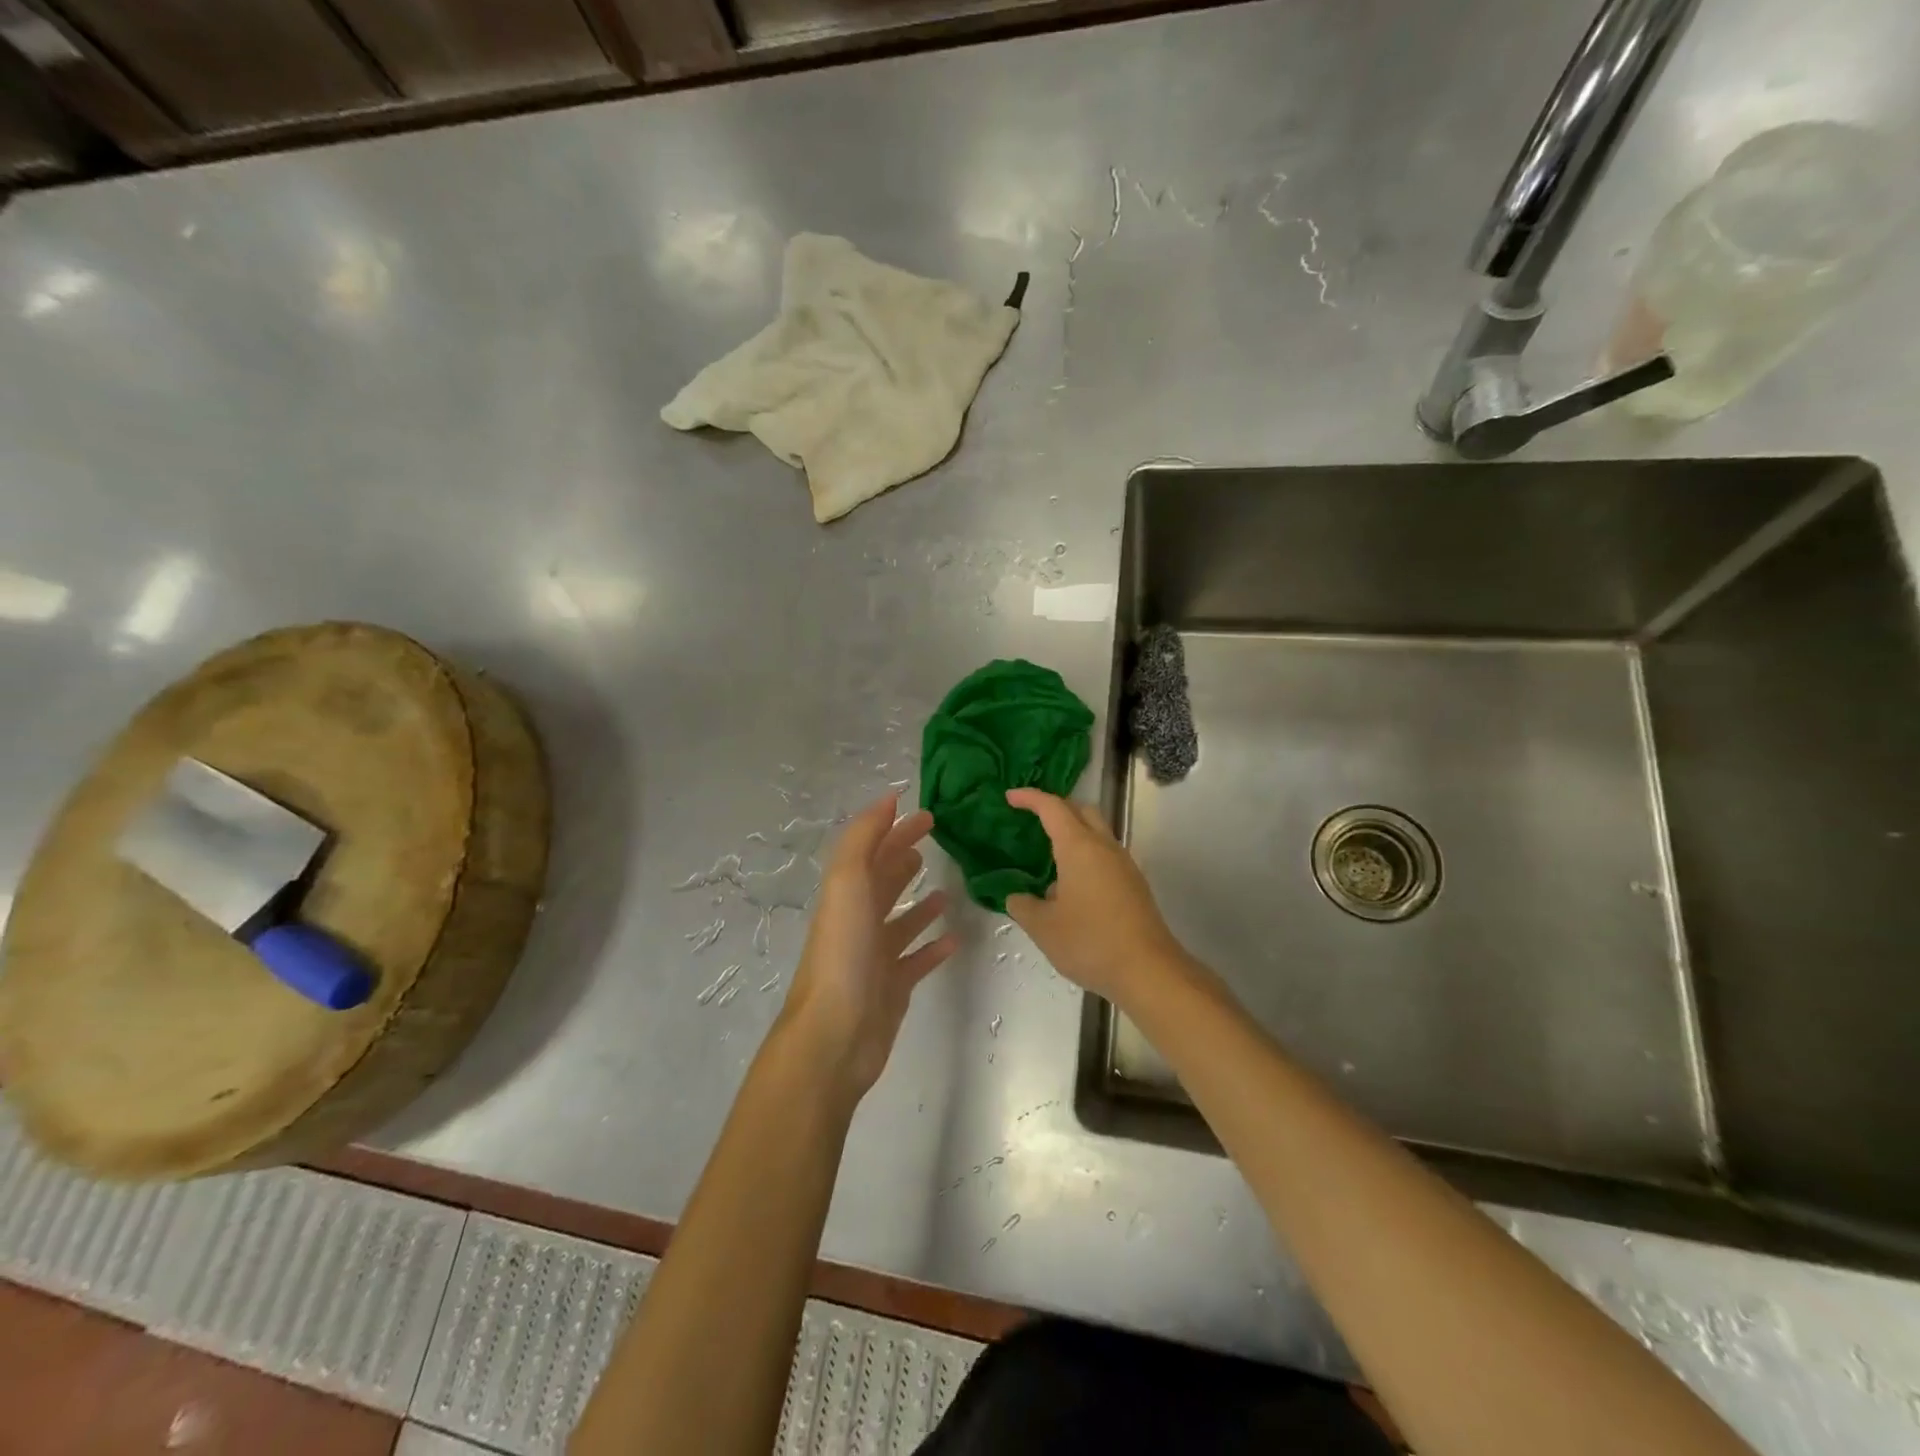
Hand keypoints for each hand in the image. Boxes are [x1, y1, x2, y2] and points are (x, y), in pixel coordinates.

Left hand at [780, 794, 957, 1102]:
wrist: (834, 1034)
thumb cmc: (842, 952)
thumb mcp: (847, 882)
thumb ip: (864, 839)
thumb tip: (888, 799)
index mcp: (847, 894)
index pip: (873, 851)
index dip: (895, 829)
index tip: (927, 814)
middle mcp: (858, 921)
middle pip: (884, 881)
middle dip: (904, 858)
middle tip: (936, 841)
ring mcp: (875, 956)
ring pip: (900, 922)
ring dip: (920, 904)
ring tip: (947, 890)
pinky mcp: (892, 988)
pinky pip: (916, 961)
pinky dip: (932, 948)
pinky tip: (954, 940)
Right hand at [1003, 788, 1187, 1007]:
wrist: (1148, 970)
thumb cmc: (1090, 942)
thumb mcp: (1043, 927)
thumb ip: (1023, 906)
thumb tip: (1017, 897)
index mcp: (1079, 847)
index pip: (1052, 808)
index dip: (1030, 798)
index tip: (1010, 797)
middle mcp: (1104, 847)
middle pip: (1081, 810)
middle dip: (1056, 808)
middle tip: (1032, 820)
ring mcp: (1124, 865)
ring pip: (1097, 833)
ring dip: (1073, 834)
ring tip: (1048, 857)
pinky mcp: (1134, 884)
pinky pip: (1105, 855)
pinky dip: (1085, 855)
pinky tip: (1070, 886)